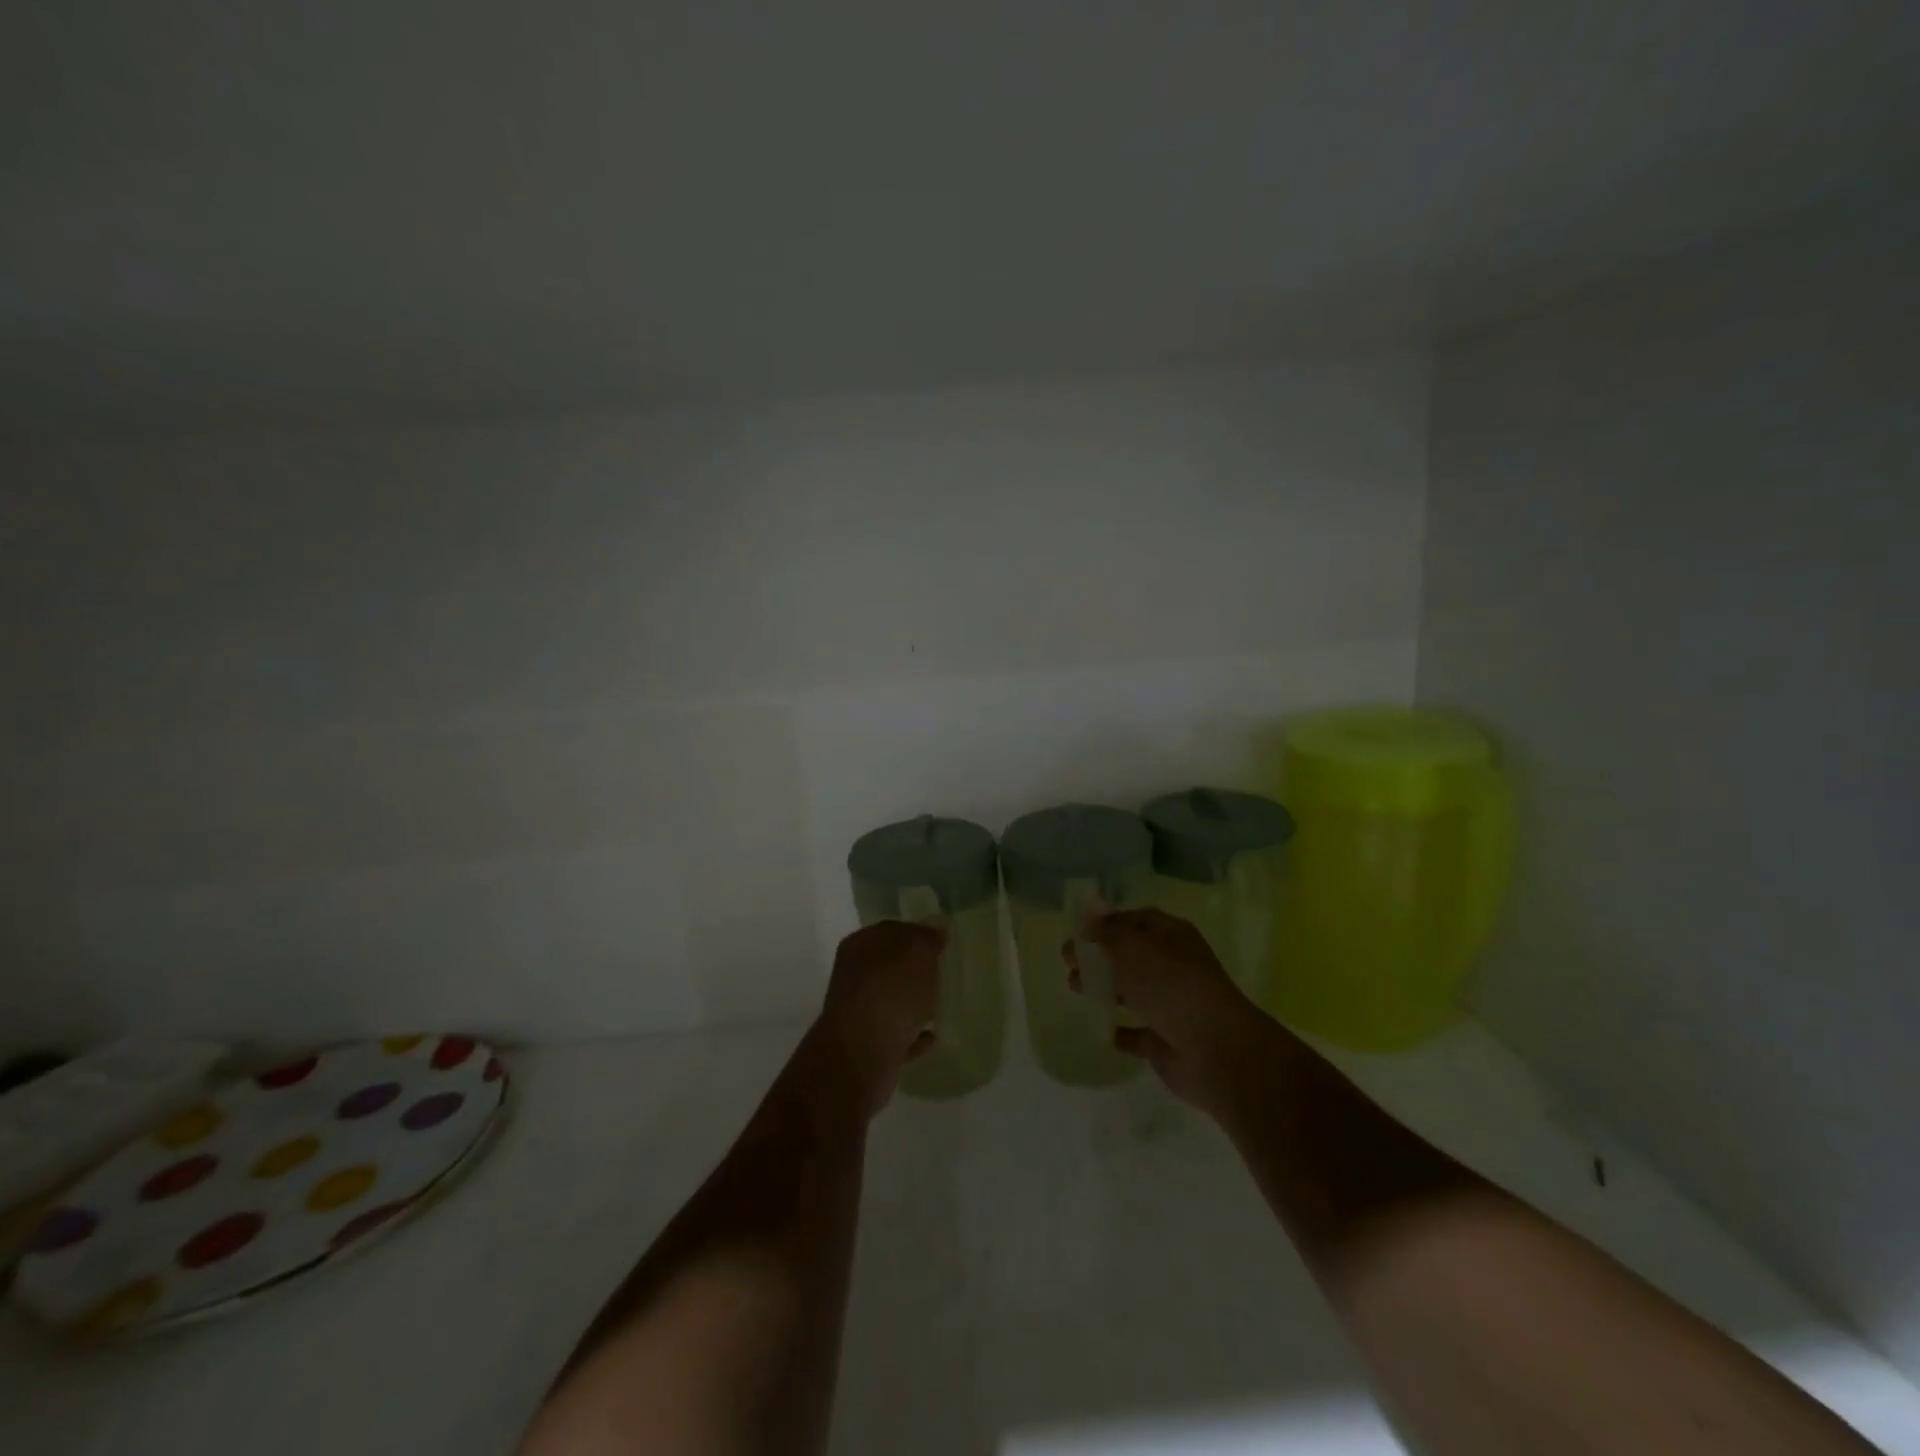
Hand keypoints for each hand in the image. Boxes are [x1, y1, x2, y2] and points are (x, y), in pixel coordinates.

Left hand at [810, 920, 942, 1113]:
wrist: (862, 1054)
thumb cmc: (891, 992)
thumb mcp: (917, 952)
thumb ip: (927, 937)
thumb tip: (935, 924)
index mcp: (861, 945)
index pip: (891, 930)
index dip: (916, 933)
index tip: (941, 943)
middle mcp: (854, 975)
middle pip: (889, 966)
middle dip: (913, 969)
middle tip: (943, 973)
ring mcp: (859, 1012)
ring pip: (891, 1000)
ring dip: (912, 1003)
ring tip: (939, 1006)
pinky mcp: (867, 1045)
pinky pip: (896, 1034)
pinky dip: (912, 1034)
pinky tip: (932, 1037)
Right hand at [1066, 908, 1278, 1116]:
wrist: (1215, 1049)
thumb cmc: (1171, 985)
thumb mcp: (1132, 947)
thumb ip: (1106, 931)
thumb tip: (1090, 910)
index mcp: (1172, 936)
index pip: (1135, 920)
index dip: (1106, 923)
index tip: (1077, 932)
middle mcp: (1174, 966)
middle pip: (1131, 955)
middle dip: (1099, 956)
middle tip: (1068, 962)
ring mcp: (1172, 1004)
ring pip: (1133, 990)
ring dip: (1104, 988)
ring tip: (1074, 988)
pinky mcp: (1166, 1041)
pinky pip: (1138, 1032)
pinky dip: (1121, 1030)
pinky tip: (1101, 1028)